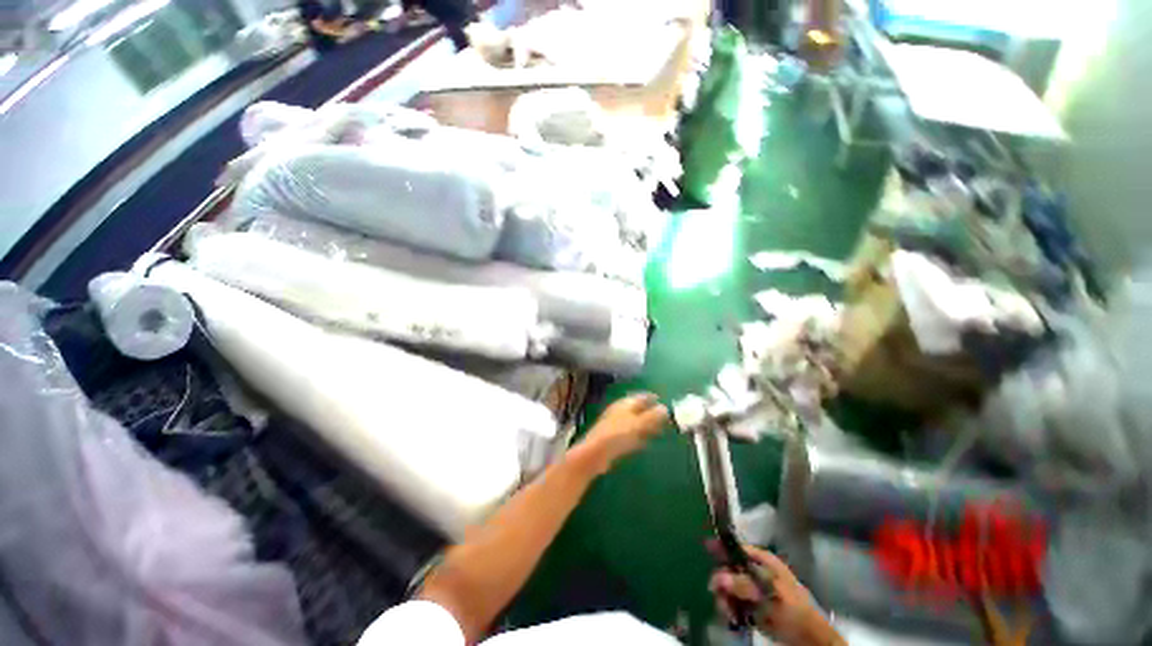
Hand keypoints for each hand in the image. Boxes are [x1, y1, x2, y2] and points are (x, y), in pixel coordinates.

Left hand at [579, 393, 667, 472]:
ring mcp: (616, 425)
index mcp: (625, 404)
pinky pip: (630, 434)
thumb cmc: (617, 435)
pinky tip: (646, 442)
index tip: (663, 401)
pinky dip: (639, 436)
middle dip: (651, 412)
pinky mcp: (613, 439)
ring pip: (635, 422)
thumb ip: (652, 416)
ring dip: (646, 425)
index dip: (652, 398)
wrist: (595, 453)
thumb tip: (665, 408)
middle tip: (665, 418)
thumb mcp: (638, 424)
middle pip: (638, 409)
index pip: (641, 397)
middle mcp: (620, 411)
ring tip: (660, 430)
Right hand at [709, 545, 843, 645]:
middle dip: (722, 584)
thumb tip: (718, 576)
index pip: (736, 547)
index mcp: (762, 561)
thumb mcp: (770, 595)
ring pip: (728, 587)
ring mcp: (753, 588)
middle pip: (728, 568)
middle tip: (721, 599)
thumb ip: (744, 585)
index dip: (721, 547)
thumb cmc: (793, 610)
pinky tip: (733, 618)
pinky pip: (733, 602)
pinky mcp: (751, 604)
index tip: (706, 548)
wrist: (810, 638)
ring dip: (725, 600)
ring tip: (729, 614)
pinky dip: (730, 610)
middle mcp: (755, 571)